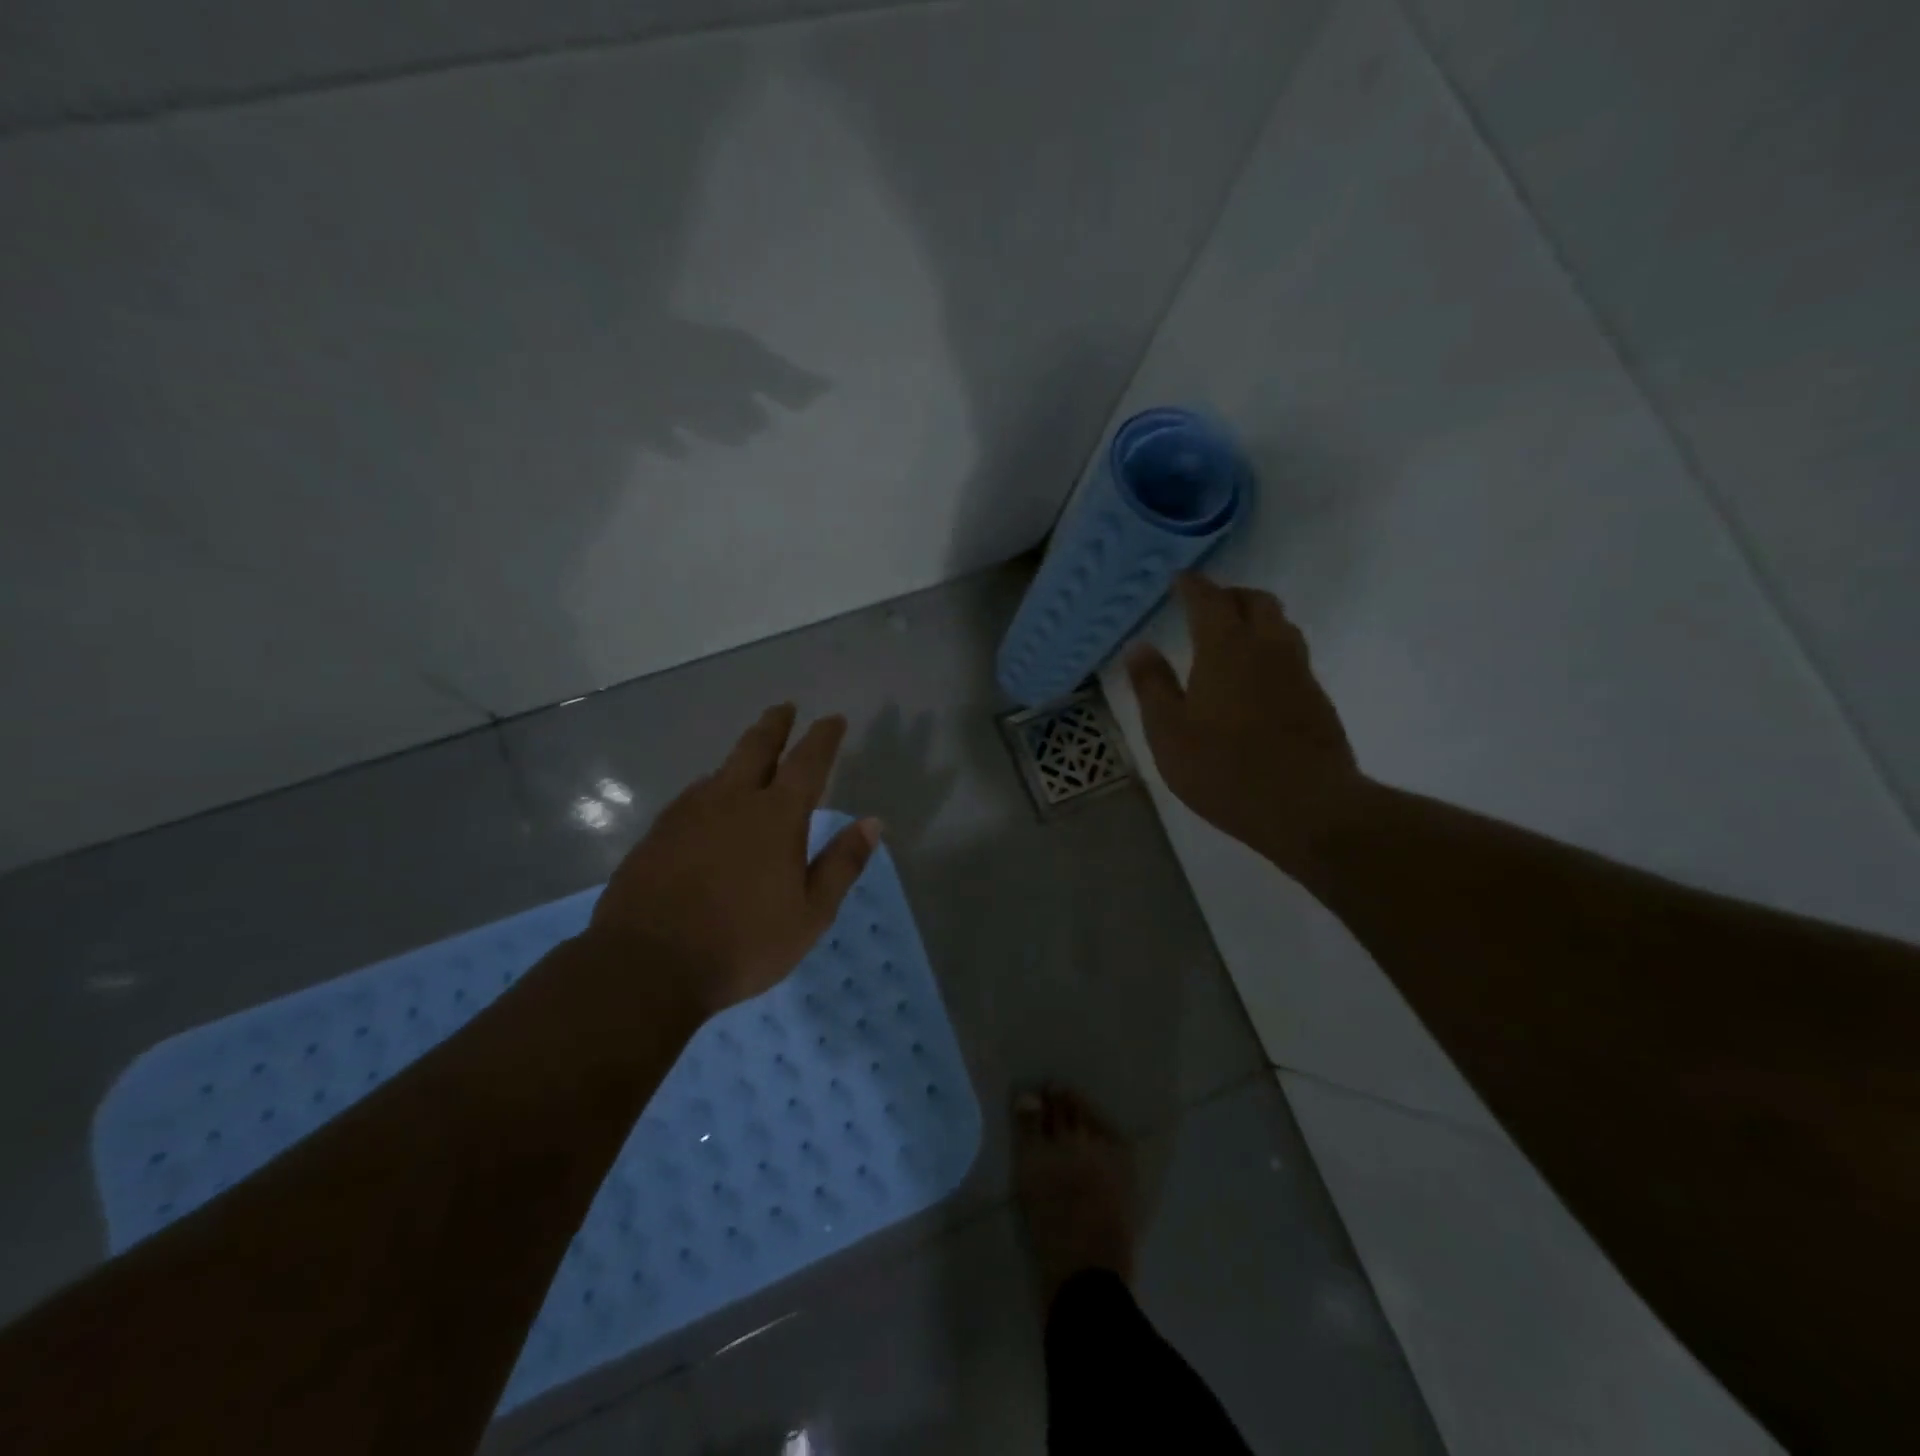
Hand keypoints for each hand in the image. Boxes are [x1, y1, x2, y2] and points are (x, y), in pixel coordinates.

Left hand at [587, 704, 881, 1017]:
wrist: (646, 965)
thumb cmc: (742, 943)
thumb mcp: (810, 914)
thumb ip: (842, 864)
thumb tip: (873, 823)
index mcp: (776, 816)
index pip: (807, 762)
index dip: (823, 737)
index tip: (833, 719)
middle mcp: (732, 801)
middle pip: (757, 748)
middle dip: (775, 725)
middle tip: (784, 708)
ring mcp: (688, 813)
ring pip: (720, 770)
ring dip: (741, 755)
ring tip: (750, 756)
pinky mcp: (658, 832)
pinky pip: (693, 795)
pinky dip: (711, 787)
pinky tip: (708, 801)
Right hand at [1126, 574, 1365, 873]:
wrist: (1306, 806)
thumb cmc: (1223, 768)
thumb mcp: (1168, 732)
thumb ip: (1152, 685)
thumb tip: (1139, 647)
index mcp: (1226, 648)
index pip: (1209, 599)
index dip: (1193, 585)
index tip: (1180, 579)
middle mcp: (1268, 647)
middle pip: (1256, 601)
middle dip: (1230, 595)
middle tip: (1207, 605)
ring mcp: (1299, 672)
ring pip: (1281, 626)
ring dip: (1256, 619)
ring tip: (1233, 636)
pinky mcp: (1317, 698)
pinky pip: (1292, 656)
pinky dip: (1271, 650)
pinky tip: (1256, 679)